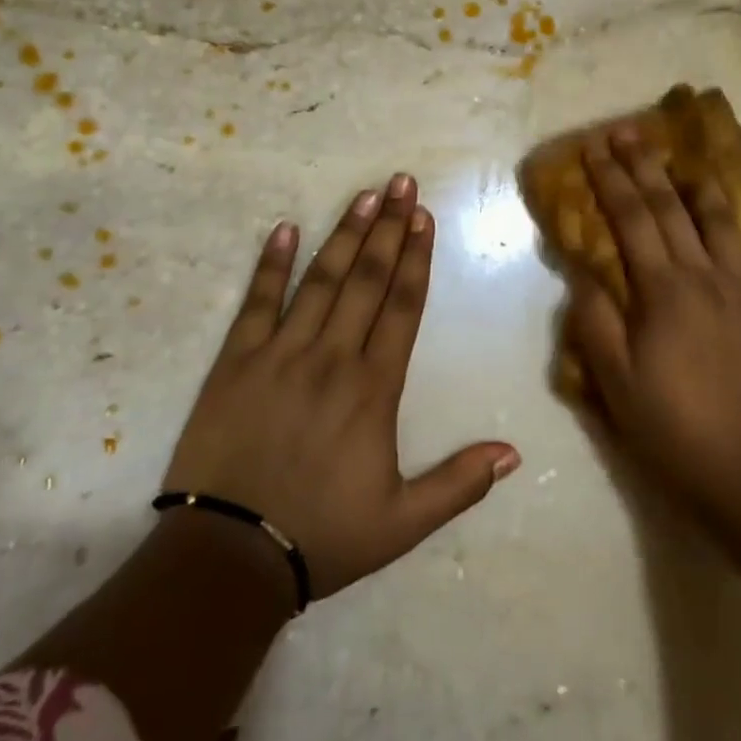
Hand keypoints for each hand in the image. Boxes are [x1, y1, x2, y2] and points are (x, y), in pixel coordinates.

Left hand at [164, 174, 520, 599]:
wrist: (227, 557)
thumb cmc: (321, 536)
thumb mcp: (401, 523)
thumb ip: (459, 483)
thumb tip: (513, 453)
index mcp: (374, 388)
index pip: (403, 306)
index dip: (417, 258)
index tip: (425, 217)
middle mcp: (332, 357)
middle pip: (368, 279)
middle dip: (389, 227)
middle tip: (401, 183)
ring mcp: (281, 354)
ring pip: (321, 280)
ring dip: (345, 234)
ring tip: (364, 195)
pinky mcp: (236, 361)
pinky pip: (257, 302)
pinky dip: (272, 264)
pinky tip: (285, 228)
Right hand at [563, 131, 740, 522]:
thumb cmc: (670, 425)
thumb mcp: (614, 378)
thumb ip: (595, 319)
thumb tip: (584, 271)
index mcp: (663, 289)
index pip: (631, 219)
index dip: (610, 179)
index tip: (594, 146)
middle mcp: (706, 276)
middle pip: (672, 208)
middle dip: (646, 166)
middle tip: (629, 131)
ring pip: (726, 224)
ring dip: (704, 187)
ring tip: (690, 160)